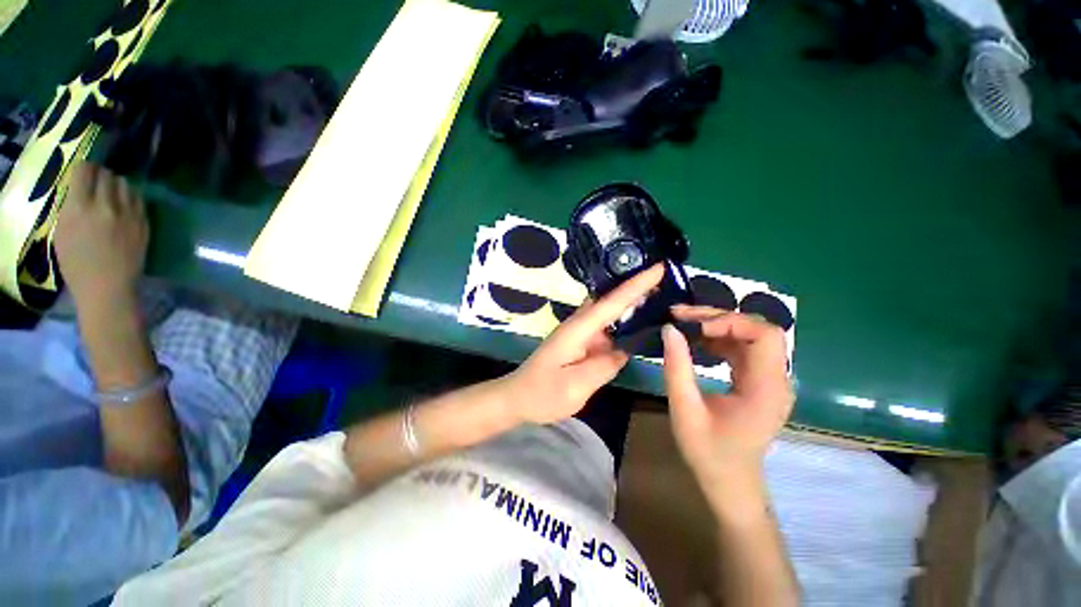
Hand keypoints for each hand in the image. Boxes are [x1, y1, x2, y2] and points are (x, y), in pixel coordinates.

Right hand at [54, 163, 147, 310]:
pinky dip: (130, 196)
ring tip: (110, 193)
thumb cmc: (77, 264)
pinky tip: (123, 203)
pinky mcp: (143, 222)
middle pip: (106, 174)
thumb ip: (70, 206)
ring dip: (116, 184)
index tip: (82, 173)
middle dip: (100, 175)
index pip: (84, 171)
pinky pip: (138, 199)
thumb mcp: (62, 232)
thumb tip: (78, 188)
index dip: (83, 169)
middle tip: (96, 182)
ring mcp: (128, 214)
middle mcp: (105, 206)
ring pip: (125, 183)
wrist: (108, 286)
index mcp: (79, 208)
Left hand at [504, 264, 665, 424]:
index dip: (637, 285)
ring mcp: (580, 333)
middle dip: (637, 287)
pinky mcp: (581, 343)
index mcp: (578, 329)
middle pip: (611, 300)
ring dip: (632, 304)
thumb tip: (624, 349)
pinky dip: (623, 324)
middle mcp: (580, 325)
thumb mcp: (576, 385)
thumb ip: (604, 366)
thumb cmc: (542, 393)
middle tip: (668, 279)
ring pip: (610, 313)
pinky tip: (639, 326)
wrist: (518, 398)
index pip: (612, 302)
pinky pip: (607, 329)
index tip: (659, 267)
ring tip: (662, 297)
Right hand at [661, 307, 793, 496]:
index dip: (730, 321)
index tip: (692, 326)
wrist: (730, 483)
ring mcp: (769, 380)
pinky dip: (719, 339)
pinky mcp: (759, 382)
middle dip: (719, 317)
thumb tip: (669, 329)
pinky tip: (696, 341)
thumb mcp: (685, 410)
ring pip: (749, 336)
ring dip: (717, 325)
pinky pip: (743, 349)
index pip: (765, 335)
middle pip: (758, 330)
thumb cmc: (708, 452)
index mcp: (767, 389)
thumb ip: (677, 367)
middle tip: (681, 316)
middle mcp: (776, 380)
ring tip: (683, 324)